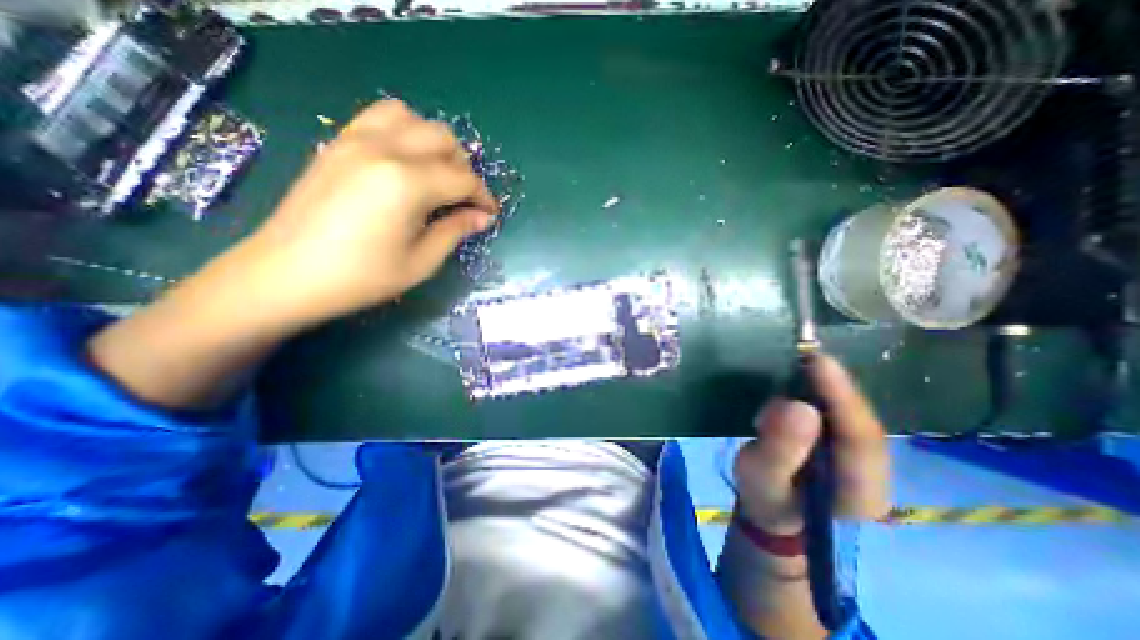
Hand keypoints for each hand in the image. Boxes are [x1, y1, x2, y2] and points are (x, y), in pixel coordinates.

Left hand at [239, 99, 498, 329]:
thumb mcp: (421, 262)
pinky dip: (404, 132)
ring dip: (435, 144)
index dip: (483, 197)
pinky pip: (380, 118)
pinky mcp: (338, 142)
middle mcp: (385, 149)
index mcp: (407, 183)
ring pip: (413, 119)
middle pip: (444, 139)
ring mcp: (356, 140)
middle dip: (464, 169)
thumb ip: (456, 231)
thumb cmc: (362, 277)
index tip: (490, 214)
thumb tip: (482, 217)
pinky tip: (406, 162)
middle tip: (465, 200)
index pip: (463, 179)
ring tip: (437, 175)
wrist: (286, 274)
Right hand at [734, 356, 893, 533]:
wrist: (771, 510)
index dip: (842, 397)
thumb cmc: (765, 498)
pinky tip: (801, 379)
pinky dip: (819, 392)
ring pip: (850, 414)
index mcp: (861, 492)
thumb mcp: (762, 478)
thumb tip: (798, 406)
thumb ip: (780, 449)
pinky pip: (837, 412)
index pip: (861, 439)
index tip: (819, 361)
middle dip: (835, 387)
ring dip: (825, 388)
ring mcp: (863, 457)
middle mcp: (875, 472)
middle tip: (806, 354)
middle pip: (861, 422)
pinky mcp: (845, 442)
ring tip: (799, 364)